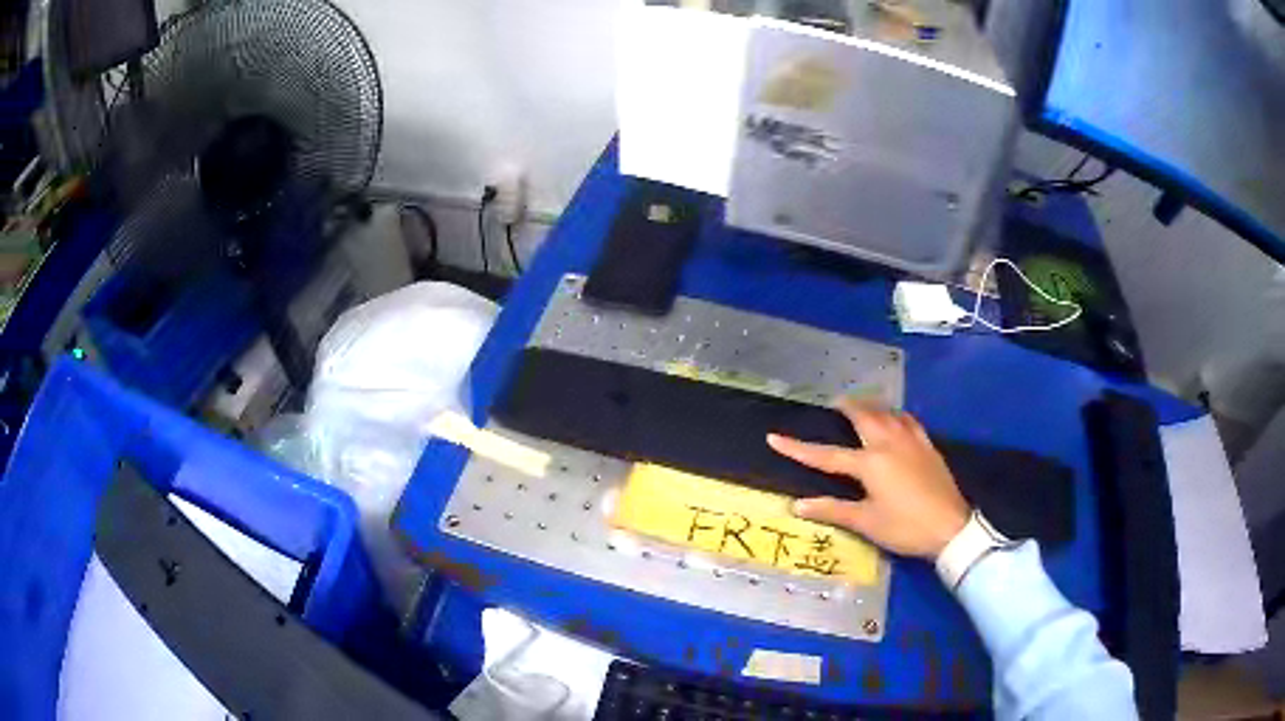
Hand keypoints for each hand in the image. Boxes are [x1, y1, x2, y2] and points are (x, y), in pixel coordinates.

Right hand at [766, 400, 969, 558]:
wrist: (950, 527)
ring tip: (862, 405)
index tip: (774, 437)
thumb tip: (797, 505)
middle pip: (864, 416)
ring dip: (872, 406)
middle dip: (847, 406)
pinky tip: (896, 418)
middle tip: (834, 403)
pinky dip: (896, 414)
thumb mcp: (866, 522)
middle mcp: (889, 443)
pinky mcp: (928, 446)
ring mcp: (912, 441)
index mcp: (870, 463)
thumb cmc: (905, 527)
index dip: (799, 448)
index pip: (826, 455)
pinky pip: (909, 421)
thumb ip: (832, 509)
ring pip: (888, 413)